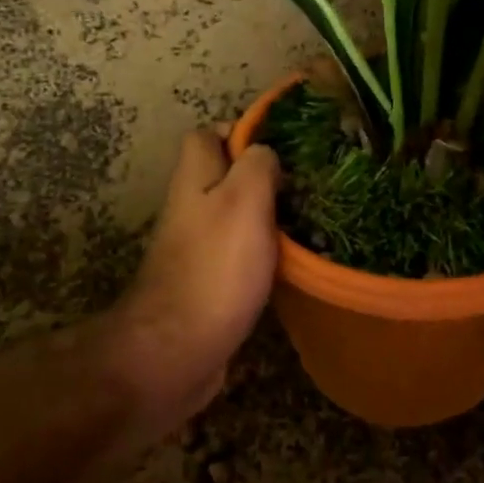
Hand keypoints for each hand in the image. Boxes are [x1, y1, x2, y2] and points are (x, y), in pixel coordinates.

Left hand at [103, 127, 280, 431]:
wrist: (177, 350)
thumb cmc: (216, 267)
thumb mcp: (245, 200)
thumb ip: (257, 166)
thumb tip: (264, 152)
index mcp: (195, 180)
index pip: (206, 135)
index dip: (241, 132)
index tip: (281, 145)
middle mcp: (189, 208)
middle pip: (222, 177)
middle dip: (261, 176)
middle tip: (304, 185)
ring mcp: (195, 247)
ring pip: (232, 215)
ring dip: (264, 216)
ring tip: (306, 219)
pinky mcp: (206, 282)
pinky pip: (237, 253)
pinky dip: (261, 252)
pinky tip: (290, 262)